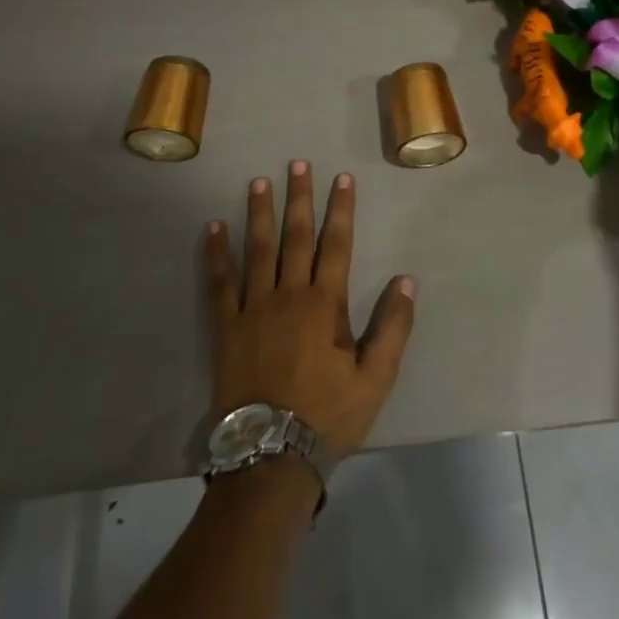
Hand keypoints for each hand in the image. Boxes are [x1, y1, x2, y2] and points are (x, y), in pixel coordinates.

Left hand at [204, 161, 415, 459]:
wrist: (270, 455)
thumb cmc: (328, 415)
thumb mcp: (375, 378)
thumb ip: (393, 327)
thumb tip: (406, 279)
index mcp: (325, 305)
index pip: (337, 245)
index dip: (340, 210)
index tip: (341, 178)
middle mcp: (288, 295)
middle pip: (295, 237)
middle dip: (300, 198)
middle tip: (298, 163)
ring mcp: (253, 308)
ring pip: (257, 250)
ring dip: (259, 213)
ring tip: (258, 181)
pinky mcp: (226, 327)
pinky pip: (220, 283)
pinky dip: (215, 255)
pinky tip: (212, 228)